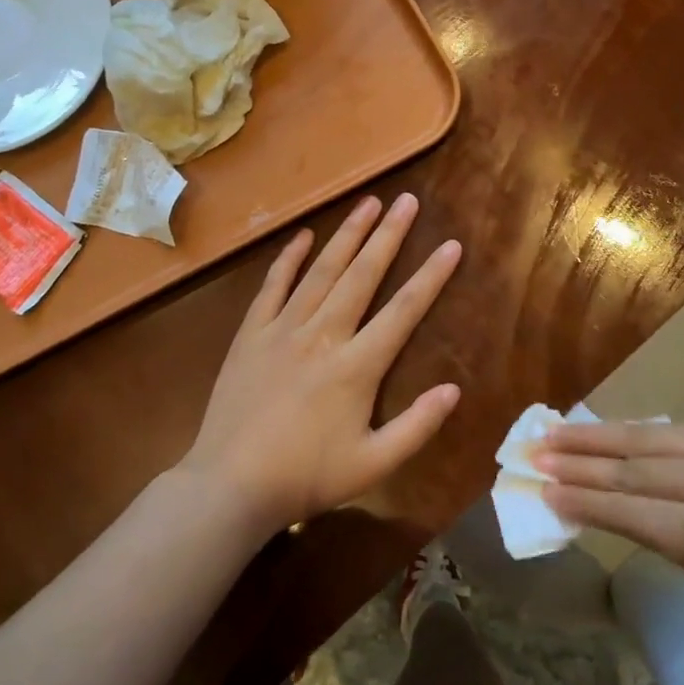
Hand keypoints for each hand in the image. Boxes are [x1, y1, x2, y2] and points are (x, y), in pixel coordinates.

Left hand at [181, 193, 462, 539]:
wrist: (229, 484)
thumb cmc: (306, 477)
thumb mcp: (373, 464)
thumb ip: (417, 426)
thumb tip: (454, 389)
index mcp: (357, 366)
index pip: (404, 310)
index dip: (431, 276)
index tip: (451, 244)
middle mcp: (324, 335)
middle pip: (363, 275)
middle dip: (389, 236)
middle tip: (407, 201)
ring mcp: (283, 329)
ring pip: (321, 271)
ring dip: (347, 235)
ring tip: (368, 203)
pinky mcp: (252, 333)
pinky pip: (273, 286)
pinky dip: (289, 258)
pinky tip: (304, 235)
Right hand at [536, 421, 683, 638]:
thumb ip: (667, 537)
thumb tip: (620, 502)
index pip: (624, 510)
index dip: (579, 499)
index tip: (542, 489)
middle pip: (626, 467)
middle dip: (574, 460)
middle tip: (532, 452)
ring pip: (643, 437)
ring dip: (594, 435)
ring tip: (553, 431)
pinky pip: (674, 429)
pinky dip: (635, 431)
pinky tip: (609, 430)